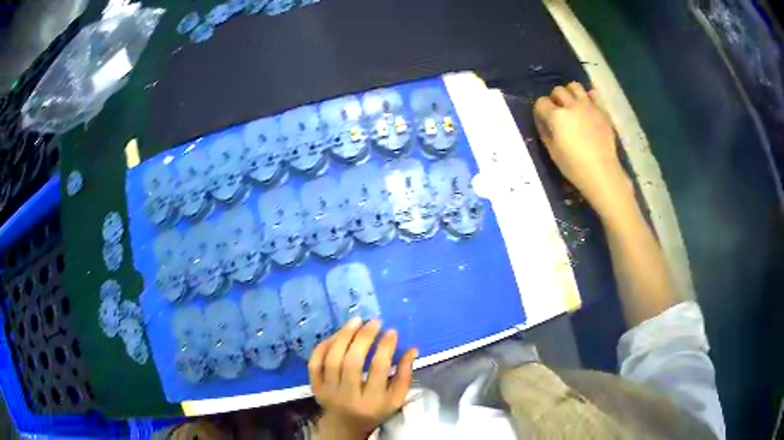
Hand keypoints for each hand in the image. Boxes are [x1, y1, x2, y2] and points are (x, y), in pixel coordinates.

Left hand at [308, 318, 417, 439]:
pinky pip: (315, 362)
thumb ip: (404, 375)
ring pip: (332, 359)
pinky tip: (336, 334)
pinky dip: (324, 346)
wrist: (345, 424)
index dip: (385, 347)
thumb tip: (412, 349)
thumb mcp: (396, 399)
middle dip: (363, 337)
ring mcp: (328, 391)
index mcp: (372, 401)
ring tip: (356, 321)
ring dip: (343, 336)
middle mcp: (347, 396)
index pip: (378, 369)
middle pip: (352, 362)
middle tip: (374, 322)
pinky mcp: (314, 386)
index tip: (392, 331)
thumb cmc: (375, 410)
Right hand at [534, 83, 631, 214]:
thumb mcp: (553, 152)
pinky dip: (588, 97)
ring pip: (575, 86)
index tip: (543, 119)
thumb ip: (545, 132)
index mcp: (556, 117)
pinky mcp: (602, 110)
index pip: (541, 102)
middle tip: (558, 112)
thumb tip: (543, 121)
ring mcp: (588, 106)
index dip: (540, 110)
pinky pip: (593, 93)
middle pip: (558, 90)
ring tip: (572, 104)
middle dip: (554, 99)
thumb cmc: (574, 167)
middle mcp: (571, 106)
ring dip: (570, 93)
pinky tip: (588, 107)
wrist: (602, 173)